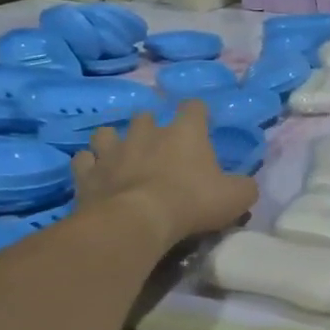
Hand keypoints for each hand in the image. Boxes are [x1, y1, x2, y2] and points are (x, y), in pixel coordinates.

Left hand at [72, 103, 257, 248]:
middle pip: (145, 116)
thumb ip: (244, 187)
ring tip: (119, 158)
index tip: (201, 125)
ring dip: (113, 143)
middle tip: (157, 148)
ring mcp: (112, 151)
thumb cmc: (191, 203)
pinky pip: (83, 161)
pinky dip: (89, 167)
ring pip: (106, 133)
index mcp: (184, 132)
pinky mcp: (87, 173)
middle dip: (150, 128)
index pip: (194, 107)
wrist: (136, 222)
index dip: (198, 114)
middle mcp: (146, 133)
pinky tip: (95, 177)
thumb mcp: (235, 198)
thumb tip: (245, 186)